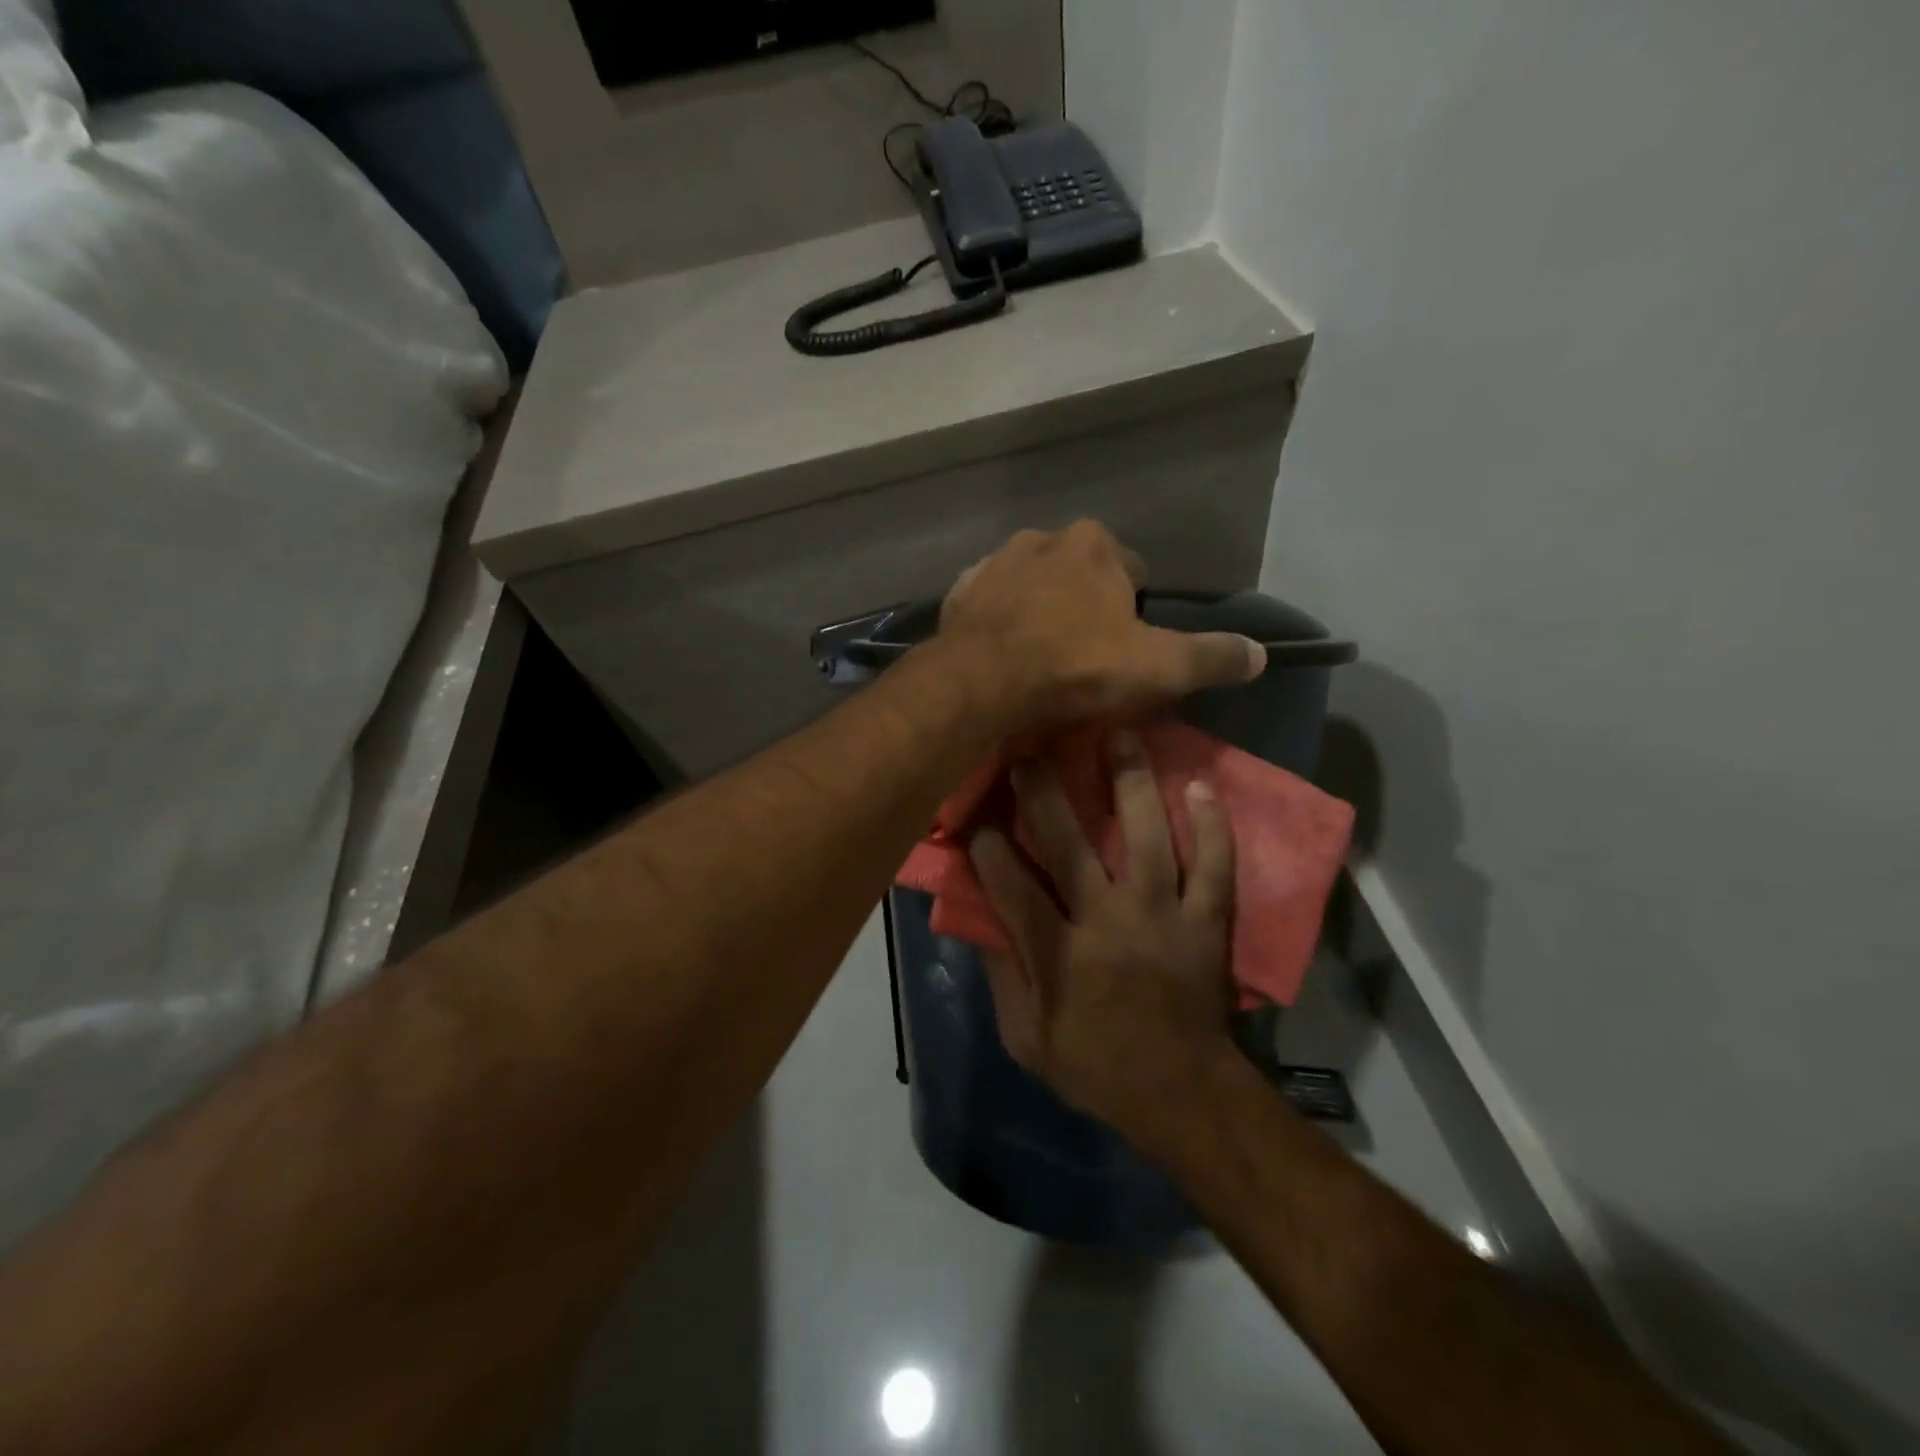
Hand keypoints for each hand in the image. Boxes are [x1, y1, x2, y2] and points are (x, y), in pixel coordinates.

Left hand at [939, 521, 1264, 730]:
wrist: (982, 681)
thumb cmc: (1076, 666)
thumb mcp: (1158, 667)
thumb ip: (1211, 657)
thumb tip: (1261, 653)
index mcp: (1095, 544)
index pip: (1132, 569)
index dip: (1136, 609)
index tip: (1127, 647)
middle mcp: (1043, 539)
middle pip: (1080, 573)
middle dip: (1086, 605)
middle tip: (1084, 655)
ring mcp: (995, 562)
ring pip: (1033, 584)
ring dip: (1041, 610)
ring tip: (1043, 657)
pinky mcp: (960, 592)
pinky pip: (991, 603)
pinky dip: (1001, 621)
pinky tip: (1004, 653)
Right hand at [969, 730, 1238, 1148]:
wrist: (1182, 1092)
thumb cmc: (1095, 1065)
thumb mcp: (1026, 1037)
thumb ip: (1001, 976)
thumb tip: (978, 919)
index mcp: (1059, 953)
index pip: (1011, 884)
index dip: (988, 844)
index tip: (976, 811)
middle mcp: (1108, 922)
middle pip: (1071, 844)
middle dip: (1046, 792)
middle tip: (1032, 747)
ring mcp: (1163, 916)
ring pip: (1146, 837)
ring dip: (1131, 783)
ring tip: (1121, 733)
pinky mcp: (1207, 920)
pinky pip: (1214, 865)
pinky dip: (1211, 826)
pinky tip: (1199, 785)